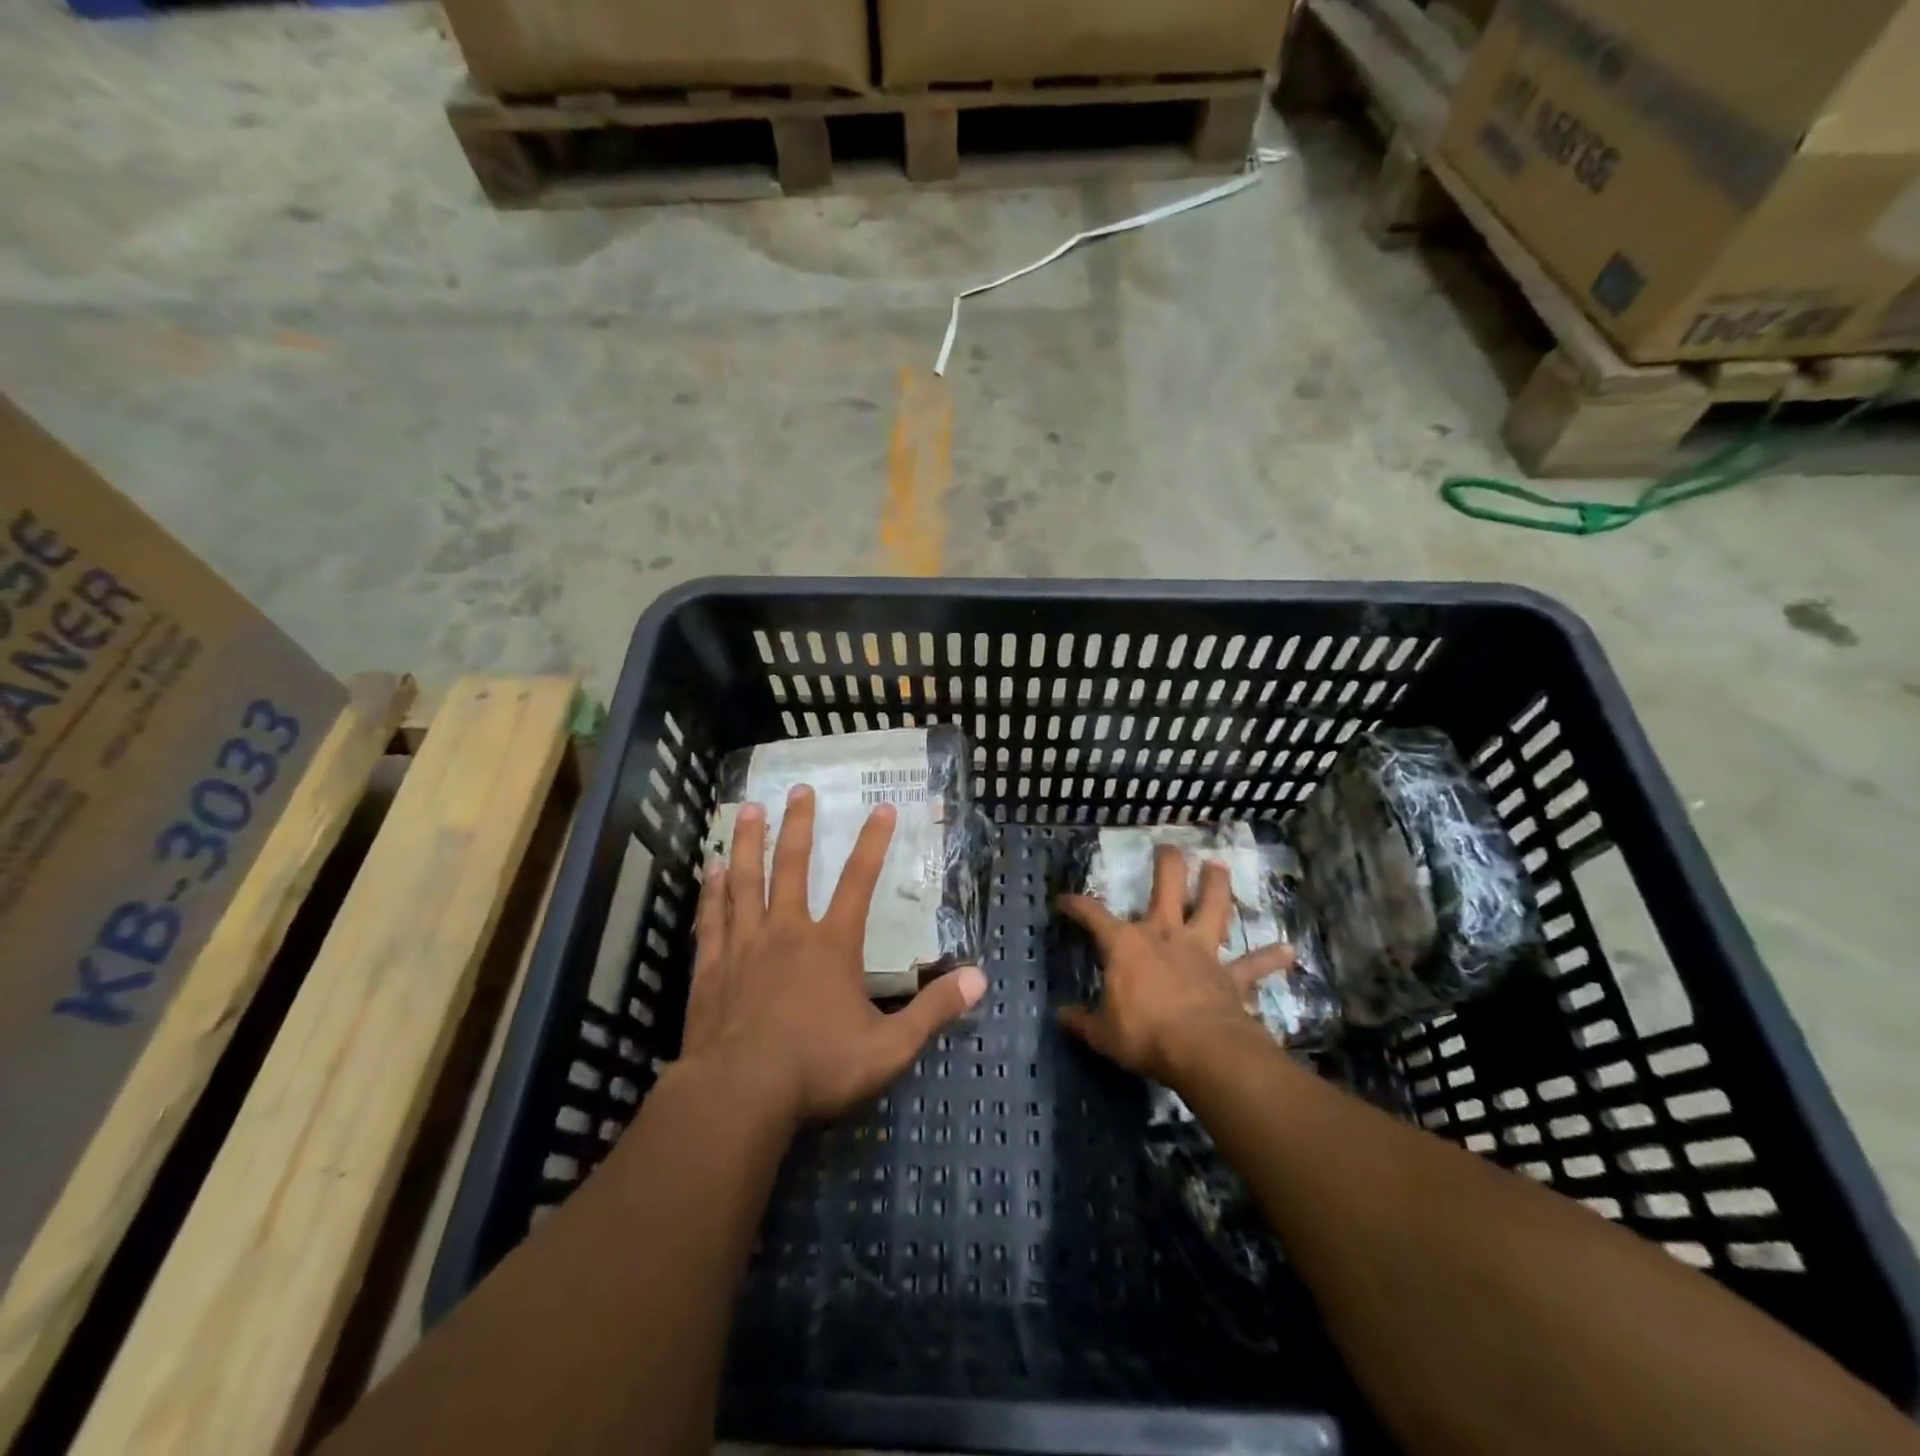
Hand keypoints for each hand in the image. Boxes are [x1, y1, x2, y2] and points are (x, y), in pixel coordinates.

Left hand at [684, 784, 987, 1124]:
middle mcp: (787, 932)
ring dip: (748, 842)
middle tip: (799, 789)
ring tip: (747, 808)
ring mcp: (744, 946)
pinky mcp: (711, 967)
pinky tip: (709, 869)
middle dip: (798, 825)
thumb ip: (933, 1011)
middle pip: (792, 866)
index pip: (860, 882)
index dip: (874, 843)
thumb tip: (979, 980)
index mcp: (832, 945)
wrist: (739, 1095)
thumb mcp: (889, 1047)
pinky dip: (711, 891)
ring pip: (745, 880)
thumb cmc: (818, 1068)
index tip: (883, 808)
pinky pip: (711, 917)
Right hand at [1056, 844, 1291, 1084]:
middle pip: (1166, 888)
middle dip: (1167, 865)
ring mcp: (1201, 952)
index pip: (1093, 915)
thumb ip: (1081, 1022)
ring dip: (1216, 887)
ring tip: (1219, 867)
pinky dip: (1270, 958)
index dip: (1076, 905)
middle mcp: (1164, 936)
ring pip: (1212, 908)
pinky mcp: (1231, 976)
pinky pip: (1253, 965)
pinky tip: (1289, 950)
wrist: (1202, 1049)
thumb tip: (1061, 1017)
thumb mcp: (1102, 1033)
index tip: (1064, 900)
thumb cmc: (1144, 1034)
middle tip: (1168, 847)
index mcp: (1126, 945)